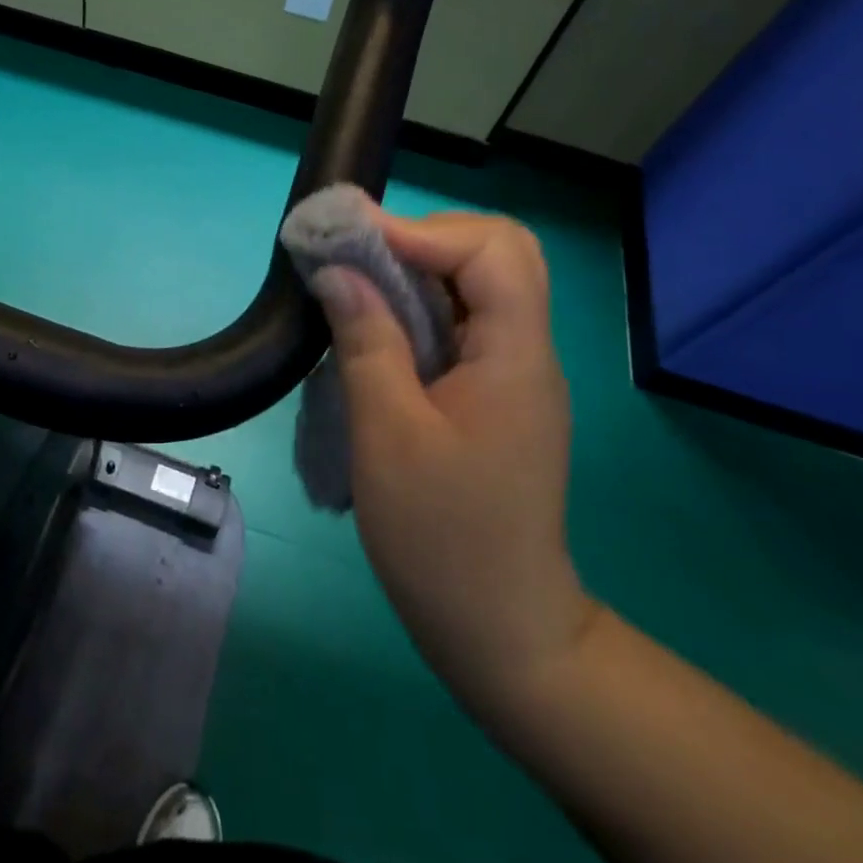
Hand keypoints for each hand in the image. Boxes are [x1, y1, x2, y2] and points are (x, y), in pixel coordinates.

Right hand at [311, 209, 596, 721]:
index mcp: (515, 357)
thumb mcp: (389, 436)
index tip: (355, 239)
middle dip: (426, 237)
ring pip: (481, 282)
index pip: (493, 252)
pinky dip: (419, 302)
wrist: (501, 631)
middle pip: (499, 252)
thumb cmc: (442, 538)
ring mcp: (512, 371)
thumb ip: (366, 342)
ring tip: (356, 276)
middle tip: (362, 253)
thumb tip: (336, 270)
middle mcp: (526, 351)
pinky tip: (375, 322)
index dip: (422, 231)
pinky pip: (464, 318)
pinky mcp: (492, 391)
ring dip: (418, 266)